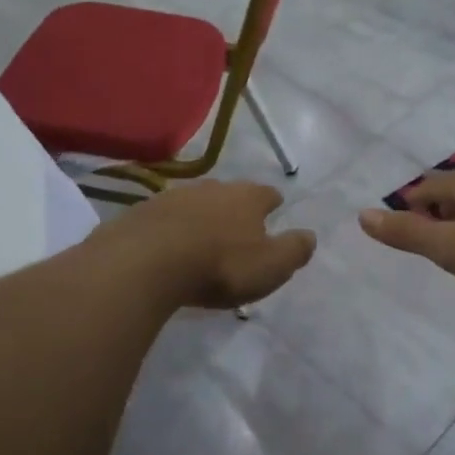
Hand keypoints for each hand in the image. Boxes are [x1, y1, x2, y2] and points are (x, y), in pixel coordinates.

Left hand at [98, 180, 315, 309]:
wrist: (147, 262)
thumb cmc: (220, 265)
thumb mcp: (271, 266)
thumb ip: (294, 250)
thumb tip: (310, 236)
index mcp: (247, 198)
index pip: (268, 194)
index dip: (272, 203)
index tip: (275, 210)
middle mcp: (212, 188)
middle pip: (230, 193)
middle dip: (235, 208)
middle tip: (238, 227)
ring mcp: (174, 196)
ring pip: (196, 203)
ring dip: (201, 217)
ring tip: (202, 238)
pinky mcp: (144, 212)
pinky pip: (165, 218)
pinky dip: (172, 228)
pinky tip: (169, 246)